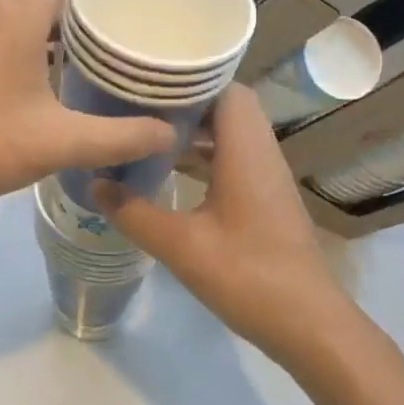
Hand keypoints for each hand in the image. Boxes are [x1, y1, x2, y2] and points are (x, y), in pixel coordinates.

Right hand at [99, 83, 355, 366]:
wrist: (310, 325)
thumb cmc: (247, 276)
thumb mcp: (180, 246)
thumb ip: (133, 213)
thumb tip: (94, 185)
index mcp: (245, 152)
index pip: (226, 89)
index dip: (190, 78)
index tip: (148, 81)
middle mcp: (261, 154)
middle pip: (227, 107)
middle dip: (185, 102)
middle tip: (139, 104)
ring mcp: (267, 178)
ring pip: (230, 134)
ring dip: (194, 130)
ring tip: (147, 131)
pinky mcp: (266, 199)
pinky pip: (234, 158)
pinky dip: (205, 155)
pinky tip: (172, 173)